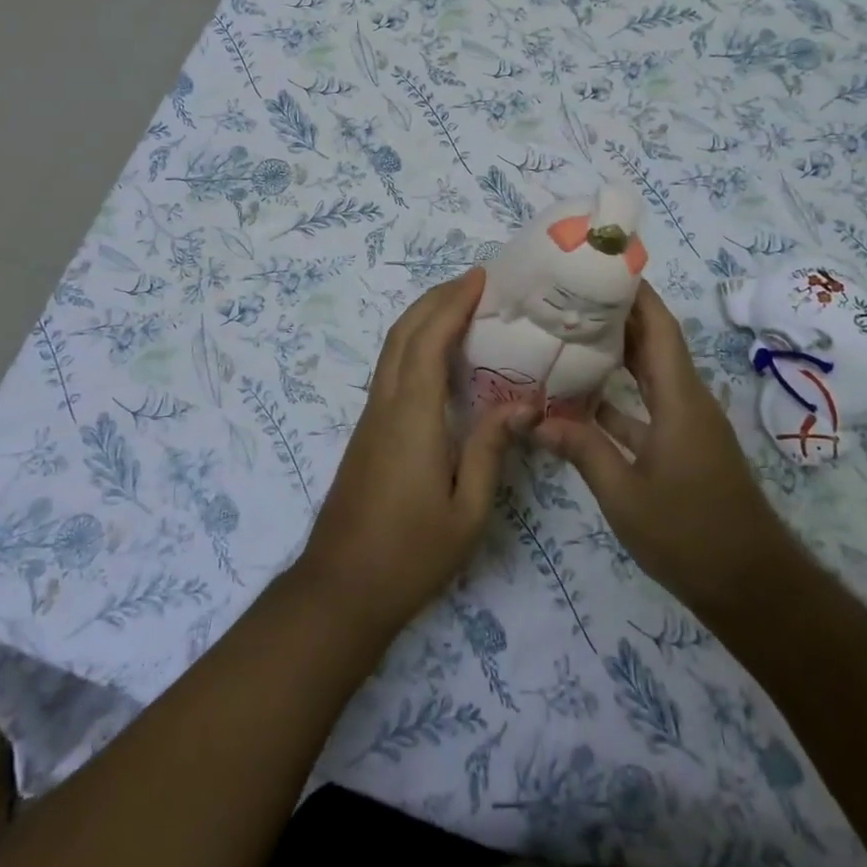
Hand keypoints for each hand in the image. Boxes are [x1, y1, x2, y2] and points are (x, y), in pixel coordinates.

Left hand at [297, 268, 531, 635]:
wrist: (341, 588)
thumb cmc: (411, 554)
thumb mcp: (467, 510)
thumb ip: (492, 449)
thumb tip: (525, 403)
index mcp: (412, 416)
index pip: (428, 341)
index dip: (452, 303)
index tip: (480, 278)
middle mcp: (386, 404)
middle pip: (404, 332)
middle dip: (436, 298)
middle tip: (475, 282)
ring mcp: (371, 415)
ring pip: (392, 347)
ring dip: (423, 317)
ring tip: (462, 306)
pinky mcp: (368, 429)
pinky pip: (391, 368)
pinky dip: (414, 342)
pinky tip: (439, 355)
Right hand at [535, 282, 788, 621]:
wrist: (751, 587)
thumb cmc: (689, 534)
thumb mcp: (624, 494)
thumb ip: (581, 450)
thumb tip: (535, 419)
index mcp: (679, 398)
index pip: (659, 326)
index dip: (633, 292)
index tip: (598, 266)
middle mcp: (687, 400)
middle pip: (653, 341)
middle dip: (616, 314)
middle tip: (567, 295)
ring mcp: (686, 424)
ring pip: (649, 373)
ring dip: (616, 353)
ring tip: (567, 334)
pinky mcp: (682, 447)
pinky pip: (647, 406)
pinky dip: (618, 396)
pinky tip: (581, 399)